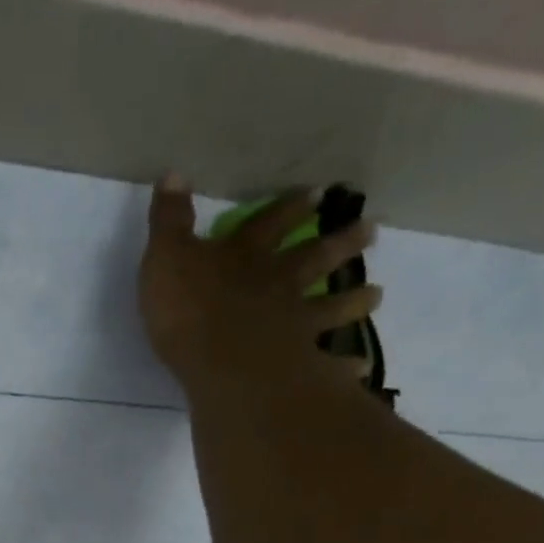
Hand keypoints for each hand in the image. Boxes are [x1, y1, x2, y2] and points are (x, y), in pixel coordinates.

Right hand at [138, 177, 381, 398]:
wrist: (221, 361)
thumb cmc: (189, 310)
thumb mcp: (166, 258)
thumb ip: (170, 222)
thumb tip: (173, 174)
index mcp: (245, 257)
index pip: (269, 225)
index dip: (290, 208)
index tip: (318, 193)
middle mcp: (278, 285)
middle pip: (314, 259)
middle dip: (340, 243)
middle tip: (370, 231)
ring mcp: (293, 325)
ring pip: (330, 308)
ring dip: (353, 301)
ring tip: (376, 296)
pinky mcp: (298, 364)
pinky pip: (327, 366)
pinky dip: (344, 368)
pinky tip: (361, 369)